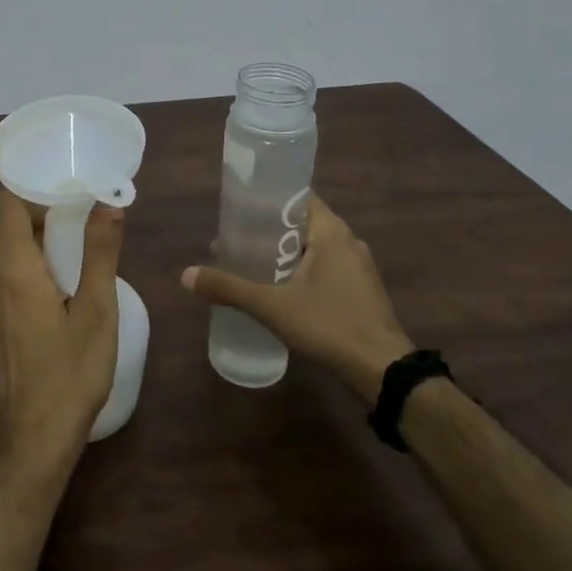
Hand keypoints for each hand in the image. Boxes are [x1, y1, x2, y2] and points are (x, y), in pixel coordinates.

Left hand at [0, 192, 123, 483]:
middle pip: (8, 229)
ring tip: (75, 260)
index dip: (32, 190)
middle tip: (83, 224)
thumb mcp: (97, 312)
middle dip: (43, 219)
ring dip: (36, 249)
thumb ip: (100, 253)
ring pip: (5, 257)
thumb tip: (108, 203)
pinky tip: (55, 299)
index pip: (6, 203)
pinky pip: (2, 284)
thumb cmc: (70, 375)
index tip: (66, 194)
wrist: (31, 444)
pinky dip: (26, 275)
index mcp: (13, 269)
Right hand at [182, 194, 412, 401]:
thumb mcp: (272, 306)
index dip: (266, 199)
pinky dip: (301, 270)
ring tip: (251, 265)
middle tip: (235, 241)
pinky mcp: (362, 291)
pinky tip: (280, 290)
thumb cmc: (330, 326)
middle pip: (300, 223)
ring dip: (283, 253)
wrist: (385, 373)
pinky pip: (325, 268)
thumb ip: (229, 288)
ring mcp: (358, 267)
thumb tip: (186, 275)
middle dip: (267, 231)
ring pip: (313, 248)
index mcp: (331, 231)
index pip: (296, 197)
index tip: (238, 209)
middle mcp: (348, 241)